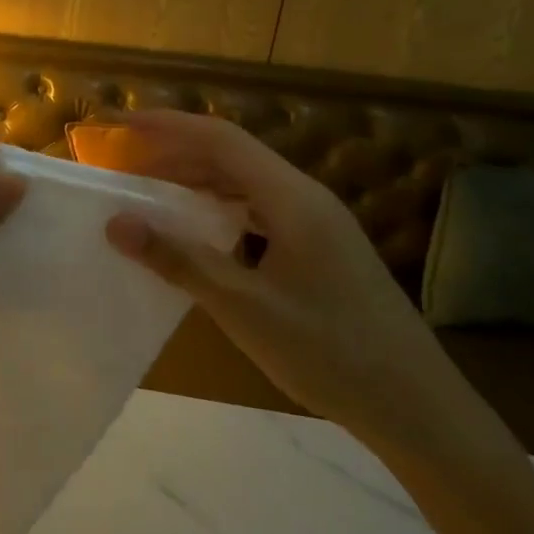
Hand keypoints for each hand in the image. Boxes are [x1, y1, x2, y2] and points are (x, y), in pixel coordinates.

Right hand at [99, 110, 469, 454]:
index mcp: (292, 198)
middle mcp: (306, 198)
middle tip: (125, 166)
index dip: (168, 126)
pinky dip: (220, 209)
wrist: (417, 409)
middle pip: (232, 156)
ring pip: (246, 183)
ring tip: (151, 194)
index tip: (121, 125)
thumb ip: (179, 260)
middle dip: (175, 153)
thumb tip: (117, 223)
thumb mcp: (244, 308)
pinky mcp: (321, 249)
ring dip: (197, 181)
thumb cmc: (330, 353)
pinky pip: (259, 210)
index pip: (221, 139)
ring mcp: (317, 224)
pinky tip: (199, 231)